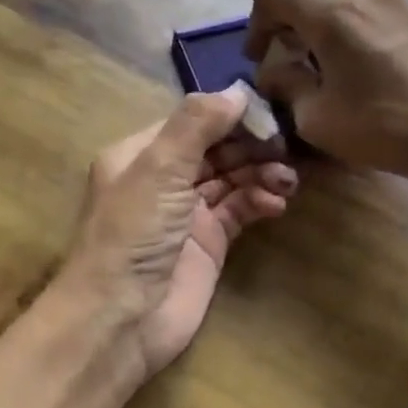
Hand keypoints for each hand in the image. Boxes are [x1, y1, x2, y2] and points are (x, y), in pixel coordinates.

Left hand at [58, 87, 297, 384]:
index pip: (192, 121)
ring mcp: (186, 213)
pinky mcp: (208, 244)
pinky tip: (277, 202)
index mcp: (140, 154)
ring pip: (231, 179)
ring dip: (260, 173)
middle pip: (215, 149)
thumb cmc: (132, 233)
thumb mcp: (159, 168)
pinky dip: (259, 201)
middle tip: (287, 147)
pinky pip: (239, 210)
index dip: (229, 115)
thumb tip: (238, 89)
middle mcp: (162, 179)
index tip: (269, 111)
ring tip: (288, 179)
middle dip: (251, 145)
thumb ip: (197, 124)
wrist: (120, 319)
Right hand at [246, 0, 407, 193]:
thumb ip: (285, 83)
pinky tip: (345, 49)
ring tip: (313, 48)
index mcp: (331, 12)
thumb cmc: (383, 127)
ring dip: (311, 3)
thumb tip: (275, 71)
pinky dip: (339, 6)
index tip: (260, 56)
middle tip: (282, 44)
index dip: (255, 21)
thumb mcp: (315, 117)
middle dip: (281, 3)